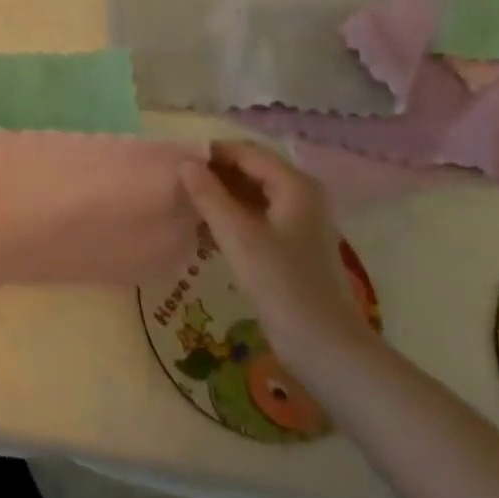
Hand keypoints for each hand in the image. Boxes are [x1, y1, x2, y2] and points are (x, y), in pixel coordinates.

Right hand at [178, 142, 369, 375]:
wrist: (324, 345)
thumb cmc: (282, 284)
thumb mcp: (239, 237)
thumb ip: (209, 196)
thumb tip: (185, 163)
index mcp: (295, 185)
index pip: (246, 152)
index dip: (211, 153)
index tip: (174, 162)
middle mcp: (301, 195)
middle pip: (251, 169)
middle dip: (214, 173)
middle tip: (176, 183)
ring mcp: (298, 220)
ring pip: (252, 193)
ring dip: (220, 195)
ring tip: (185, 203)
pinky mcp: (292, 244)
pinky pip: (256, 215)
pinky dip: (232, 215)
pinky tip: (206, 229)